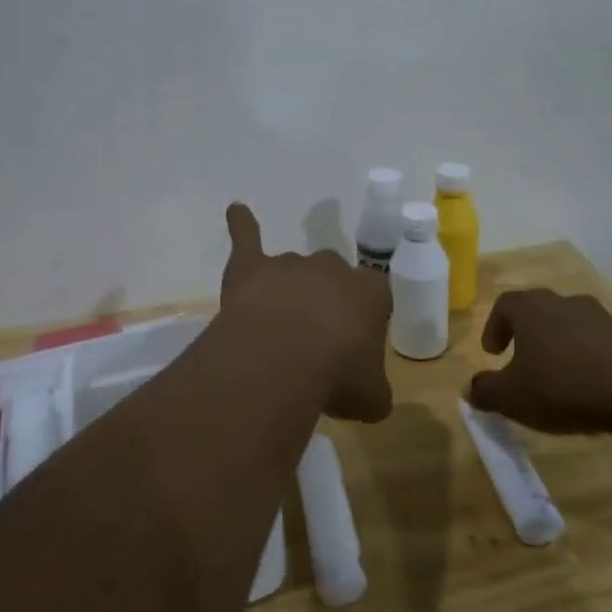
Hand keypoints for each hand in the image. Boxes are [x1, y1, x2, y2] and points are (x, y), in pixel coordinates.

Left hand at [219, 203, 393, 422]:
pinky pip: (247, 237)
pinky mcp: (252, 266)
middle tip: (314, 338)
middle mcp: (333, 269)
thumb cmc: (338, 375)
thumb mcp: (372, 398)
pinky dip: (241, 224)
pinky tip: (236, 211)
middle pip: (333, 277)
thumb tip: (372, 399)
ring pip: (293, 270)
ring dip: (288, 292)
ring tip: (277, 328)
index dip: (364, 319)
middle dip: (325, 301)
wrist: (283, 359)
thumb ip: (374, 392)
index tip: (354, 345)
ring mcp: (290, 265)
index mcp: (370, 292)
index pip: (375, 296)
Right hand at [466, 288, 611, 436]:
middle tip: (520, 361)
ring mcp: (600, 317)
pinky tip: (588, 387)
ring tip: (556, 377)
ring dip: (558, 346)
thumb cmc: (562, 387)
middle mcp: (564, 302)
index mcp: (531, 309)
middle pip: (537, 311)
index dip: (494, 327)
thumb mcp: (511, 397)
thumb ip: (485, 391)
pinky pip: (597, 343)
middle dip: (525, 335)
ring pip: (569, 325)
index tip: (493, 354)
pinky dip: (587, 358)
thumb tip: (471, 389)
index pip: (504, 305)